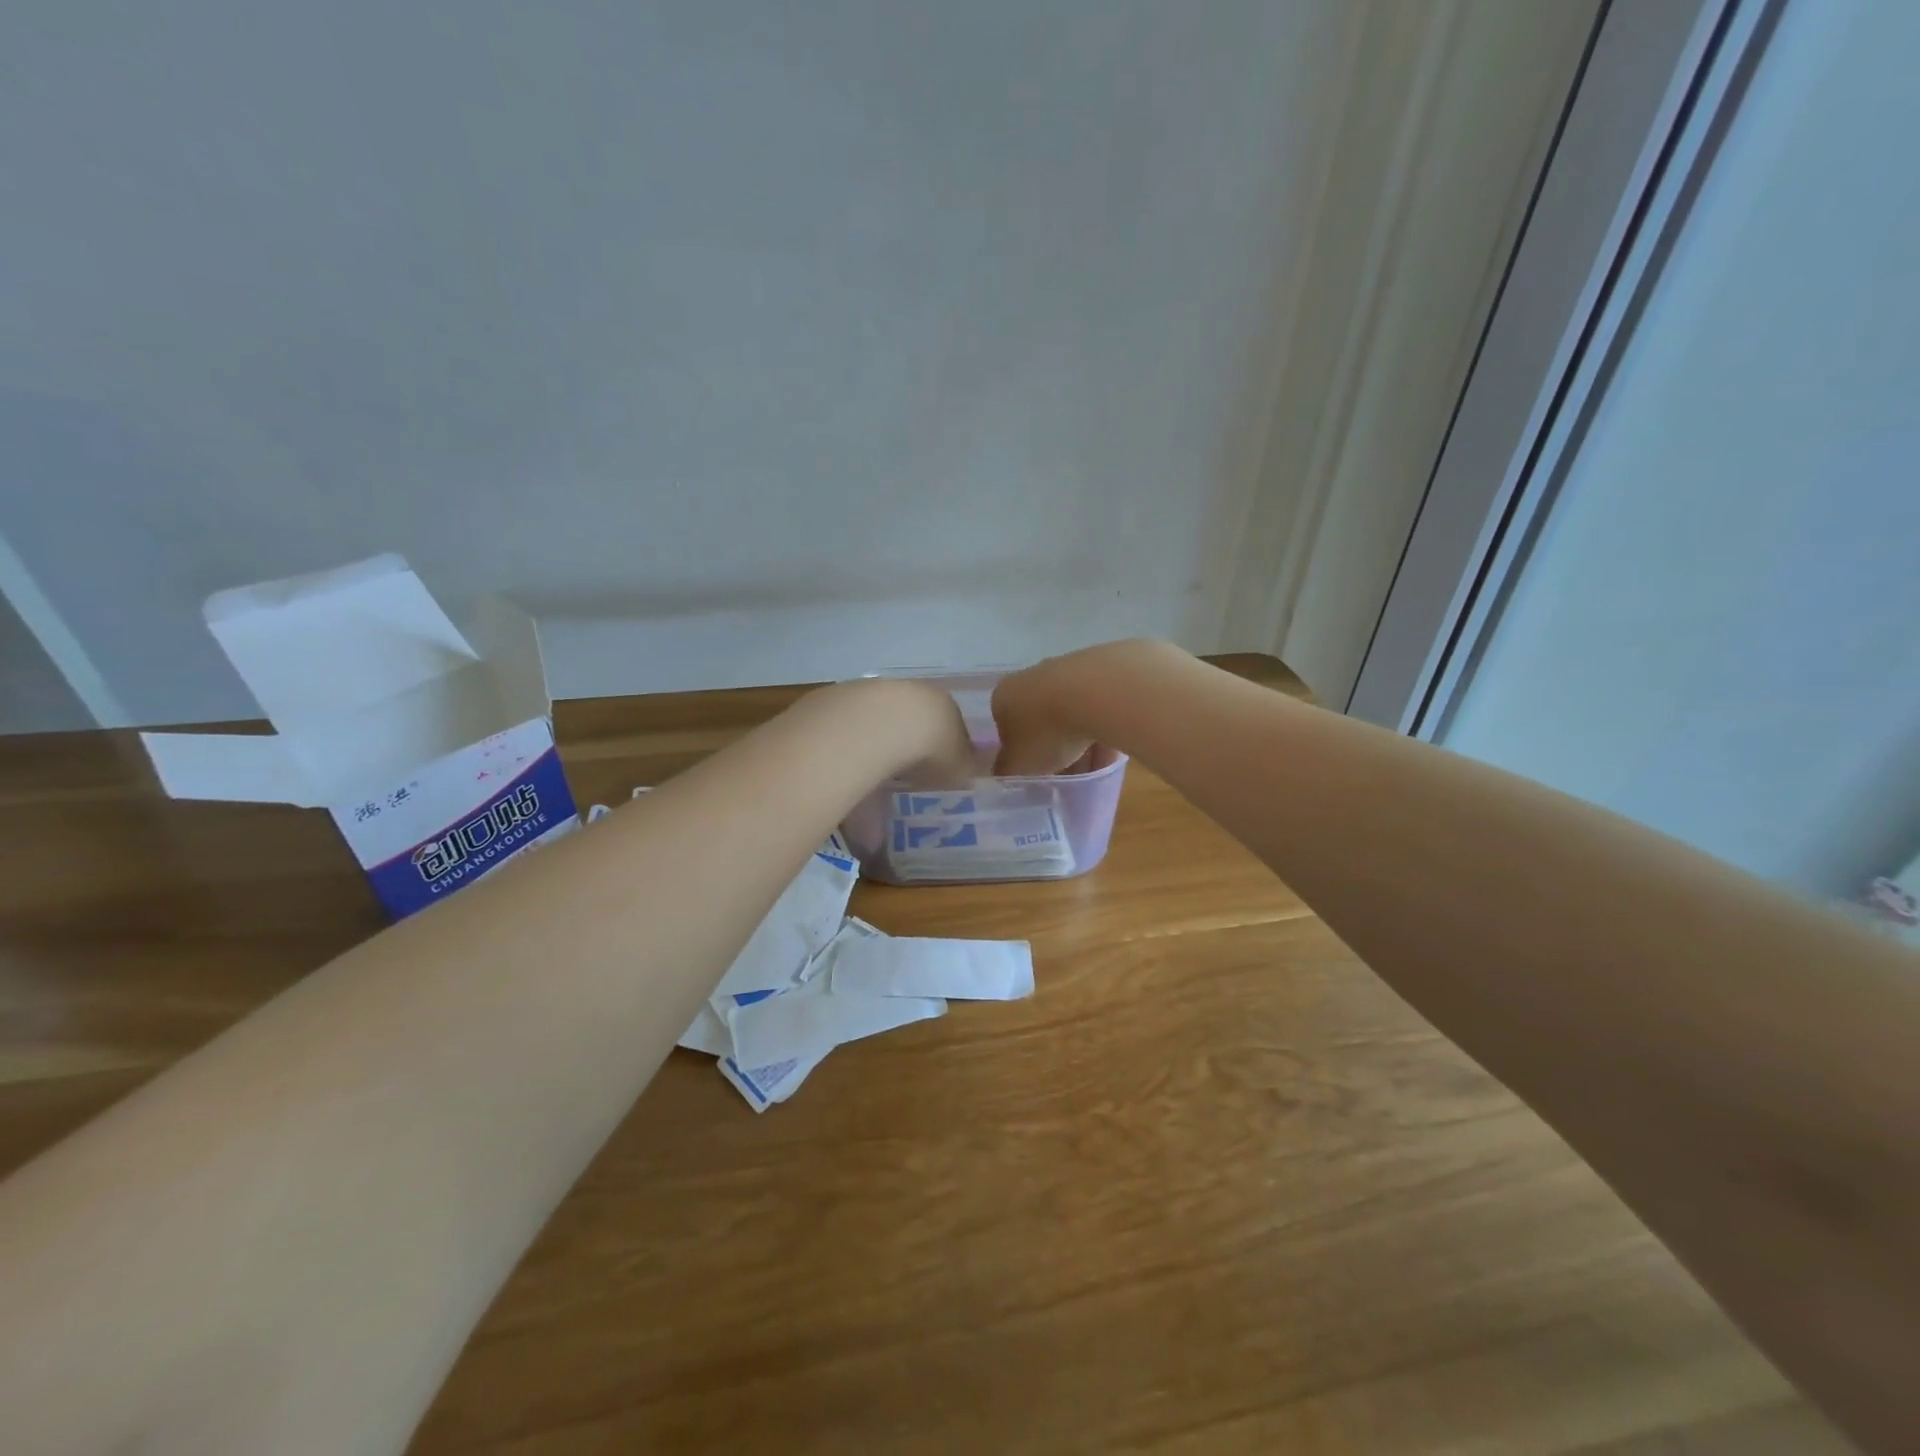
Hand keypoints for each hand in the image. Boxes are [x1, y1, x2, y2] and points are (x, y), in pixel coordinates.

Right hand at [990, 643, 1154, 775]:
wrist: (1099, 693)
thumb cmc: (1047, 731)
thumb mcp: (1018, 764)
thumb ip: (1007, 769)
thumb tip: (1005, 769)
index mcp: (1004, 696)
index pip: (1006, 727)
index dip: (1020, 753)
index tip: (1035, 773)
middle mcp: (1032, 676)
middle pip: (1040, 720)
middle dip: (1053, 747)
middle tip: (1065, 775)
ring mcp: (1068, 669)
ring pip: (1072, 714)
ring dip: (1081, 743)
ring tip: (1094, 771)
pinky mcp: (1103, 670)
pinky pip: (1100, 709)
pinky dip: (1104, 730)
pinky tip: (1114, 753)